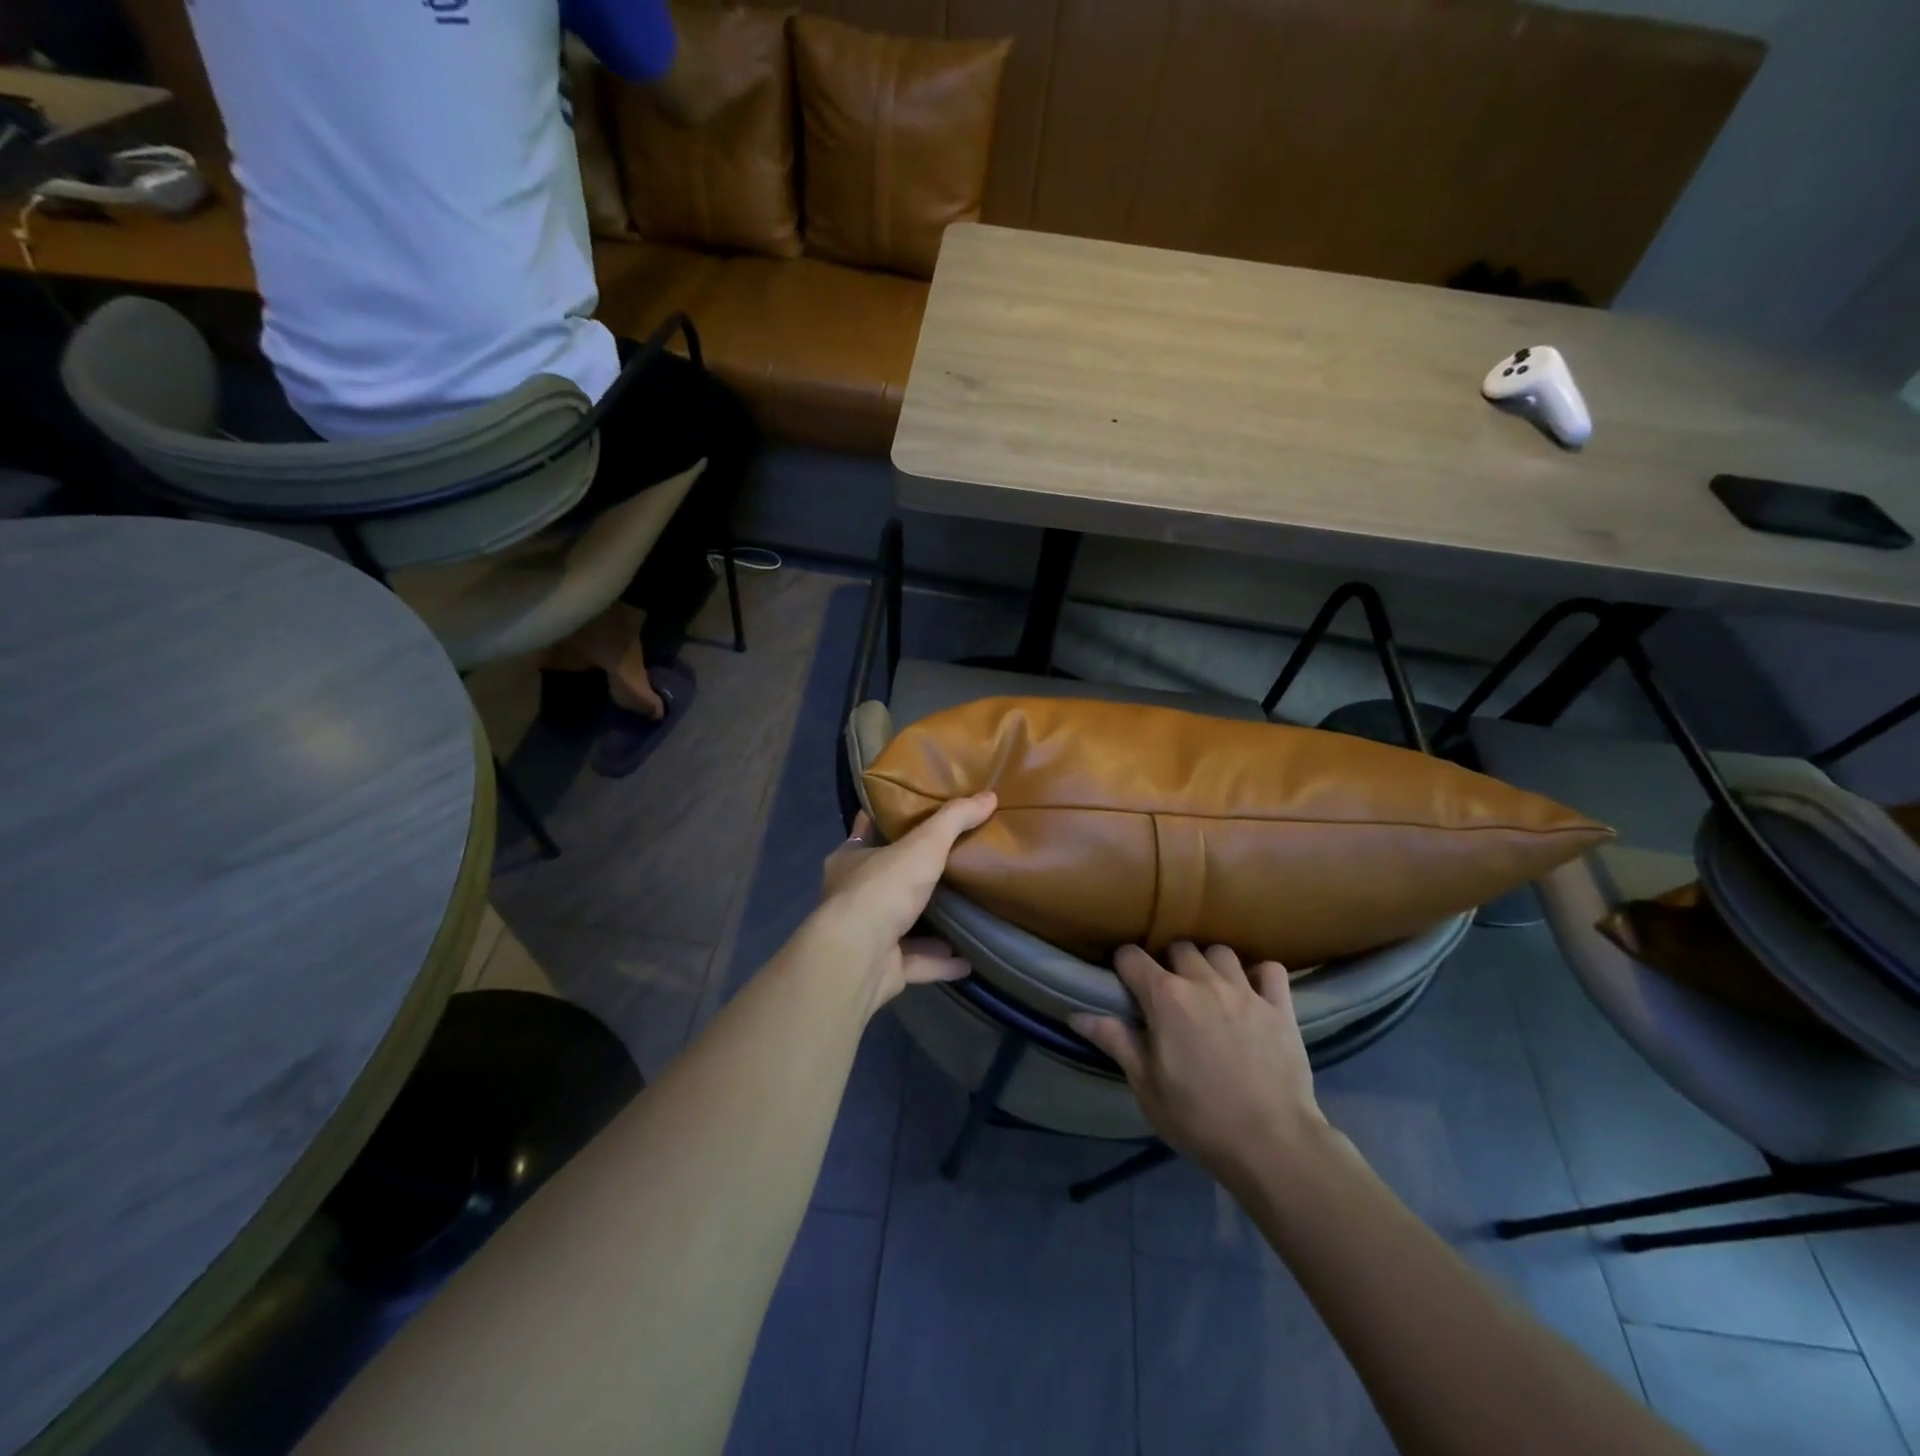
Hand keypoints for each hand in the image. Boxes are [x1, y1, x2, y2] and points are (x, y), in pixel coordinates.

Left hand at [817, 795, 996, 1010]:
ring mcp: (866, 936)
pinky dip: (940, 962)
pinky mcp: (882, 968)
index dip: (886, 822)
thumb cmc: (883, 888)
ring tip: (964, 913)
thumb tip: (989, 796)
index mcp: (850, 860)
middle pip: (886, 880)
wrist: (858, 956)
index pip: (866, 832)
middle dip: (914, 876)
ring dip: (929, 924)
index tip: (913, 814)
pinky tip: (968, 960)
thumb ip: (954, 820)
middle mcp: (853, 896)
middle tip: (951, 864)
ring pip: (901, 925)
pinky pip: (917, 962)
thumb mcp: (923, 844)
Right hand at [1070, 943, 1328, 1194]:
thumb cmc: (1198, 1118)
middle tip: (1169, 994)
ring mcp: (1245, 991)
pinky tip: (1254, 992)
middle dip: (1169, 963)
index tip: (1124, 983)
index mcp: (1165, 997)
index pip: (1131, 957)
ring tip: (1209, 989)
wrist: (1272, 1144)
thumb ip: (1115, 1042)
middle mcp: (1203, 981)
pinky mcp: (1280, 1007)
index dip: (1123, 965)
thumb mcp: (1146, 1086)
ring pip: (1221, 952)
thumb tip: (1076, 1015)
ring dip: (1210, 964)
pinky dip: (1260, 975)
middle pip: (1179, 948)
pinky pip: (1271, 970)